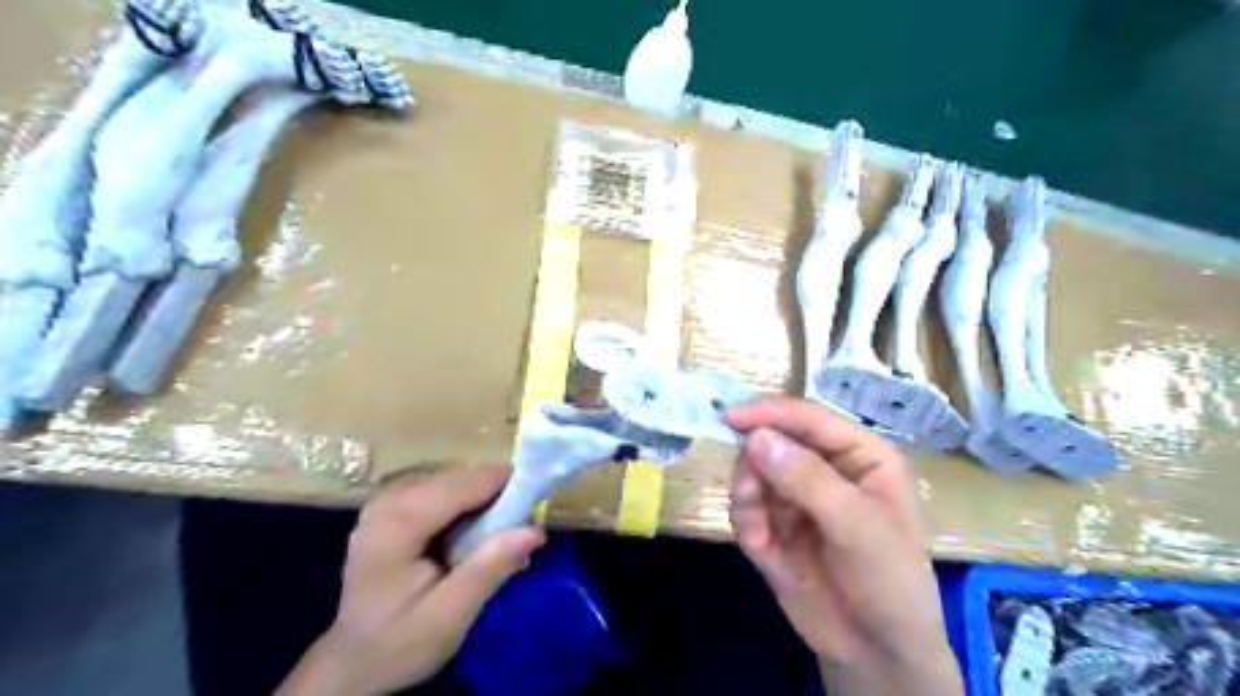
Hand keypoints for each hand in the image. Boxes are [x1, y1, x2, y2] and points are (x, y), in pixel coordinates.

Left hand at [275, 464, 545, 695]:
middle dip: (495, 497)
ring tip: (500, 537)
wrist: (353, 665)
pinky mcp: (391, 509)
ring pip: (452, 481)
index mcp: (396, 524)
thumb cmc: (400, 643)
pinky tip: (472, 536)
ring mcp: (386, 502)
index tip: (539, 500)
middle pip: (457, 478)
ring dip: (482, 502)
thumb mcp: (450, 615)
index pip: (462, 484)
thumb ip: (490, 568)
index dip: (504, 485)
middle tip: (521, 530)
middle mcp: (388, 501)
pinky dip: (465, 507)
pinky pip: (440, 491)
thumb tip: (534, 529)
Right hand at [723, 396, 962, 695]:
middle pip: (773, 439)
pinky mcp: (773, 524)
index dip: (769, 412)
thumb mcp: (858, 527)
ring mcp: (796, 495)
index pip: (808, 418)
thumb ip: (807, 479)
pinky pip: (744, 506)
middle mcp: (825, 467)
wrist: (876, 653)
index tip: (728, 415)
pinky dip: (745, 521)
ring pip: (752, 470)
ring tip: (759, 530)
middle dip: (754, 462)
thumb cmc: (889, 582)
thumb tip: (756, 437)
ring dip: (746, 494)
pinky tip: (761, 547)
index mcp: (859, 454)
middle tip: (747, 492)